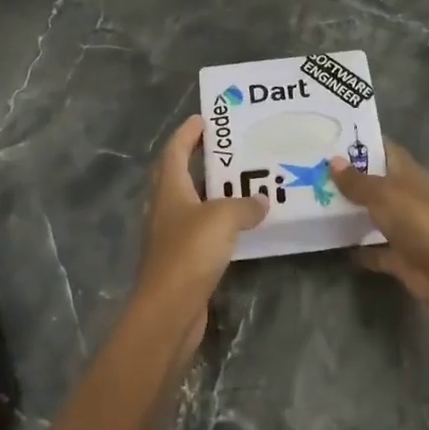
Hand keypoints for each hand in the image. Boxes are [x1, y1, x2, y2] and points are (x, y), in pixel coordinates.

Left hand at [137, 116, 267, 343]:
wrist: (169, 311)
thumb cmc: (190, 253)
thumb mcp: (223, 218)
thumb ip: (244, 204)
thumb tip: (261, 201)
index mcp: (169, 188)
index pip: (175, 150)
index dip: (188, 132)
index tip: (206, 118)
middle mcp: (167, 207)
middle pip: (183, 174)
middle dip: (204, 159)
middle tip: (235, 148)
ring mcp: (173, 235)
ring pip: (196, 203)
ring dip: (217, 192)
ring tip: (247, 182)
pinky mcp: (184, 260)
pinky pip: (205, 230)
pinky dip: (222, 222)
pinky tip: (245, 224)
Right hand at [330, 142, 428, 306]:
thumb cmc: (417, 219)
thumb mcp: (383, 193)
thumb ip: (357, 181)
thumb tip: (333, 160)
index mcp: (408, 173)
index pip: (385, 149)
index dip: (361, 143)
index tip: (331, 139)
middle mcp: (408, 197)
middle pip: (377, 183)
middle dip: (350, 179)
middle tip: (314, 171)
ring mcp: (406, 228)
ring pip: (376, 216)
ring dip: (354, 213)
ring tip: (318, 203)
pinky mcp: (401, 257)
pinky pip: (376, 251)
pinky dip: (361, 250)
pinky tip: (336, 244)